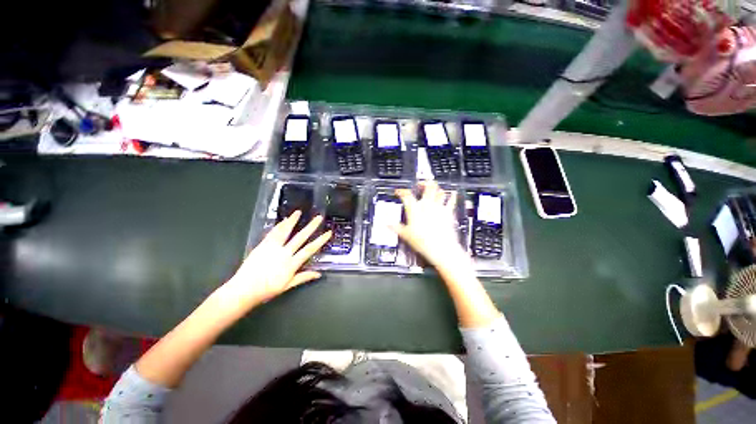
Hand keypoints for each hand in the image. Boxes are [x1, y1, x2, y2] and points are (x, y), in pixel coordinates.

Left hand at [221, 211, 331, 308]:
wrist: (243, 290)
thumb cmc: (266, 290)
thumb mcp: (287, 286)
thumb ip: (303, 277)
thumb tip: (318, 274)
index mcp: (291, 264)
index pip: (309, 249)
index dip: (320, 240)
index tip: (328, 232)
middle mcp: (284, 253)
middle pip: (300, 237)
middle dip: (311, 226)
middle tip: (318, 217)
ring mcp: (272, 248)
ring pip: (285, 232)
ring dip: (292, 221)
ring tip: (298, 212)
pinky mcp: (262, 245)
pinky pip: (272, 233)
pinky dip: (279, 226)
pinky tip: (283, 220)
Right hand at [393, 181, 468, 268]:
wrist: (440, 247)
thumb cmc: (423, 241)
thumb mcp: (406, 235)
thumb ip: (396, 228)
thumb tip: (388, 225)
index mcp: (415, 209)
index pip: (406, 195)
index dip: (401, 191)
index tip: (399, 191)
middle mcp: (427, 205)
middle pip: (427, 186)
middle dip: (423, 183)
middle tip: (420, 184)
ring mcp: (439, 207)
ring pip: (439, 191)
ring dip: (436, 188)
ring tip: (434, 189)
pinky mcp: (448, 212)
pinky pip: (451, 200)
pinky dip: (452, 196)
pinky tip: (453, 193)